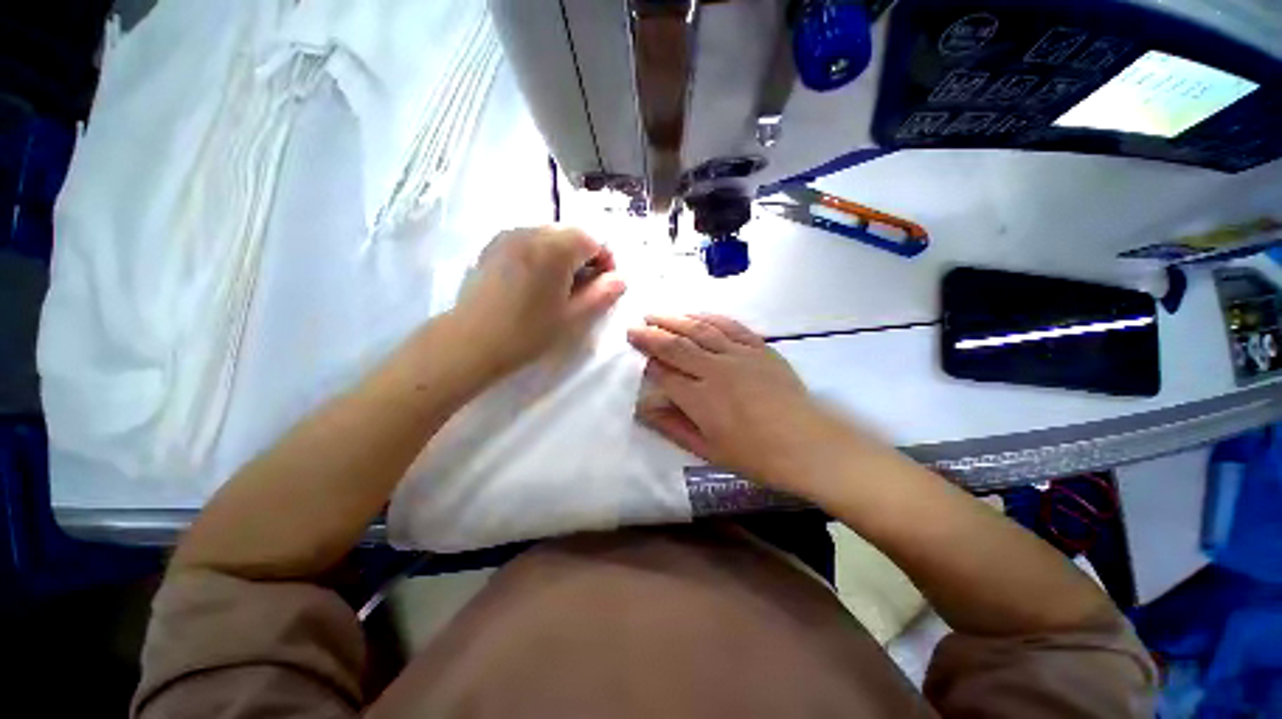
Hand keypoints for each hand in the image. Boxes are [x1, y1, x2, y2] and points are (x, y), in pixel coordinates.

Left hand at [452, 226, 625, 377]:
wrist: (471, 341)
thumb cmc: (528, 332)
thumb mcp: (574, 317)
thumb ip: (602, 294)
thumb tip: (620, 279)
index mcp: (556, 247)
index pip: (593, 240)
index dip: (606, 261)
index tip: (604, 286)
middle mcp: (532, 231)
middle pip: (571, 235)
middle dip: (584, 258)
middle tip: (583, 289)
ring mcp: (508, 236)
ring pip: (549, 237)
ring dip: (562, 256)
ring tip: (558, 287)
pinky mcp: (492, 246)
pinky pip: (527, 242)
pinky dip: (540, 255)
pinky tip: (534, 283)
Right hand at [627, 314, 851, 493]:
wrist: (809, 445)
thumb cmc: (756, 455)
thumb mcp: (708, 450)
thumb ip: (673, 427)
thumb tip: (644, 409)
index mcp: (700, 398)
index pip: (664, 373)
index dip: (647, 363)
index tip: (635, 354)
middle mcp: (715, 370)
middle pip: (676, 345)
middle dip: (651, 334)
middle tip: (634, 327)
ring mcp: (739, 355)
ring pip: (700, 329)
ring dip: (674, 319)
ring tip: (656, 314)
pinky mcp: (759, 348)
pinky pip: (730, 325)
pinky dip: (709, 317)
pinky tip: (696, 314)